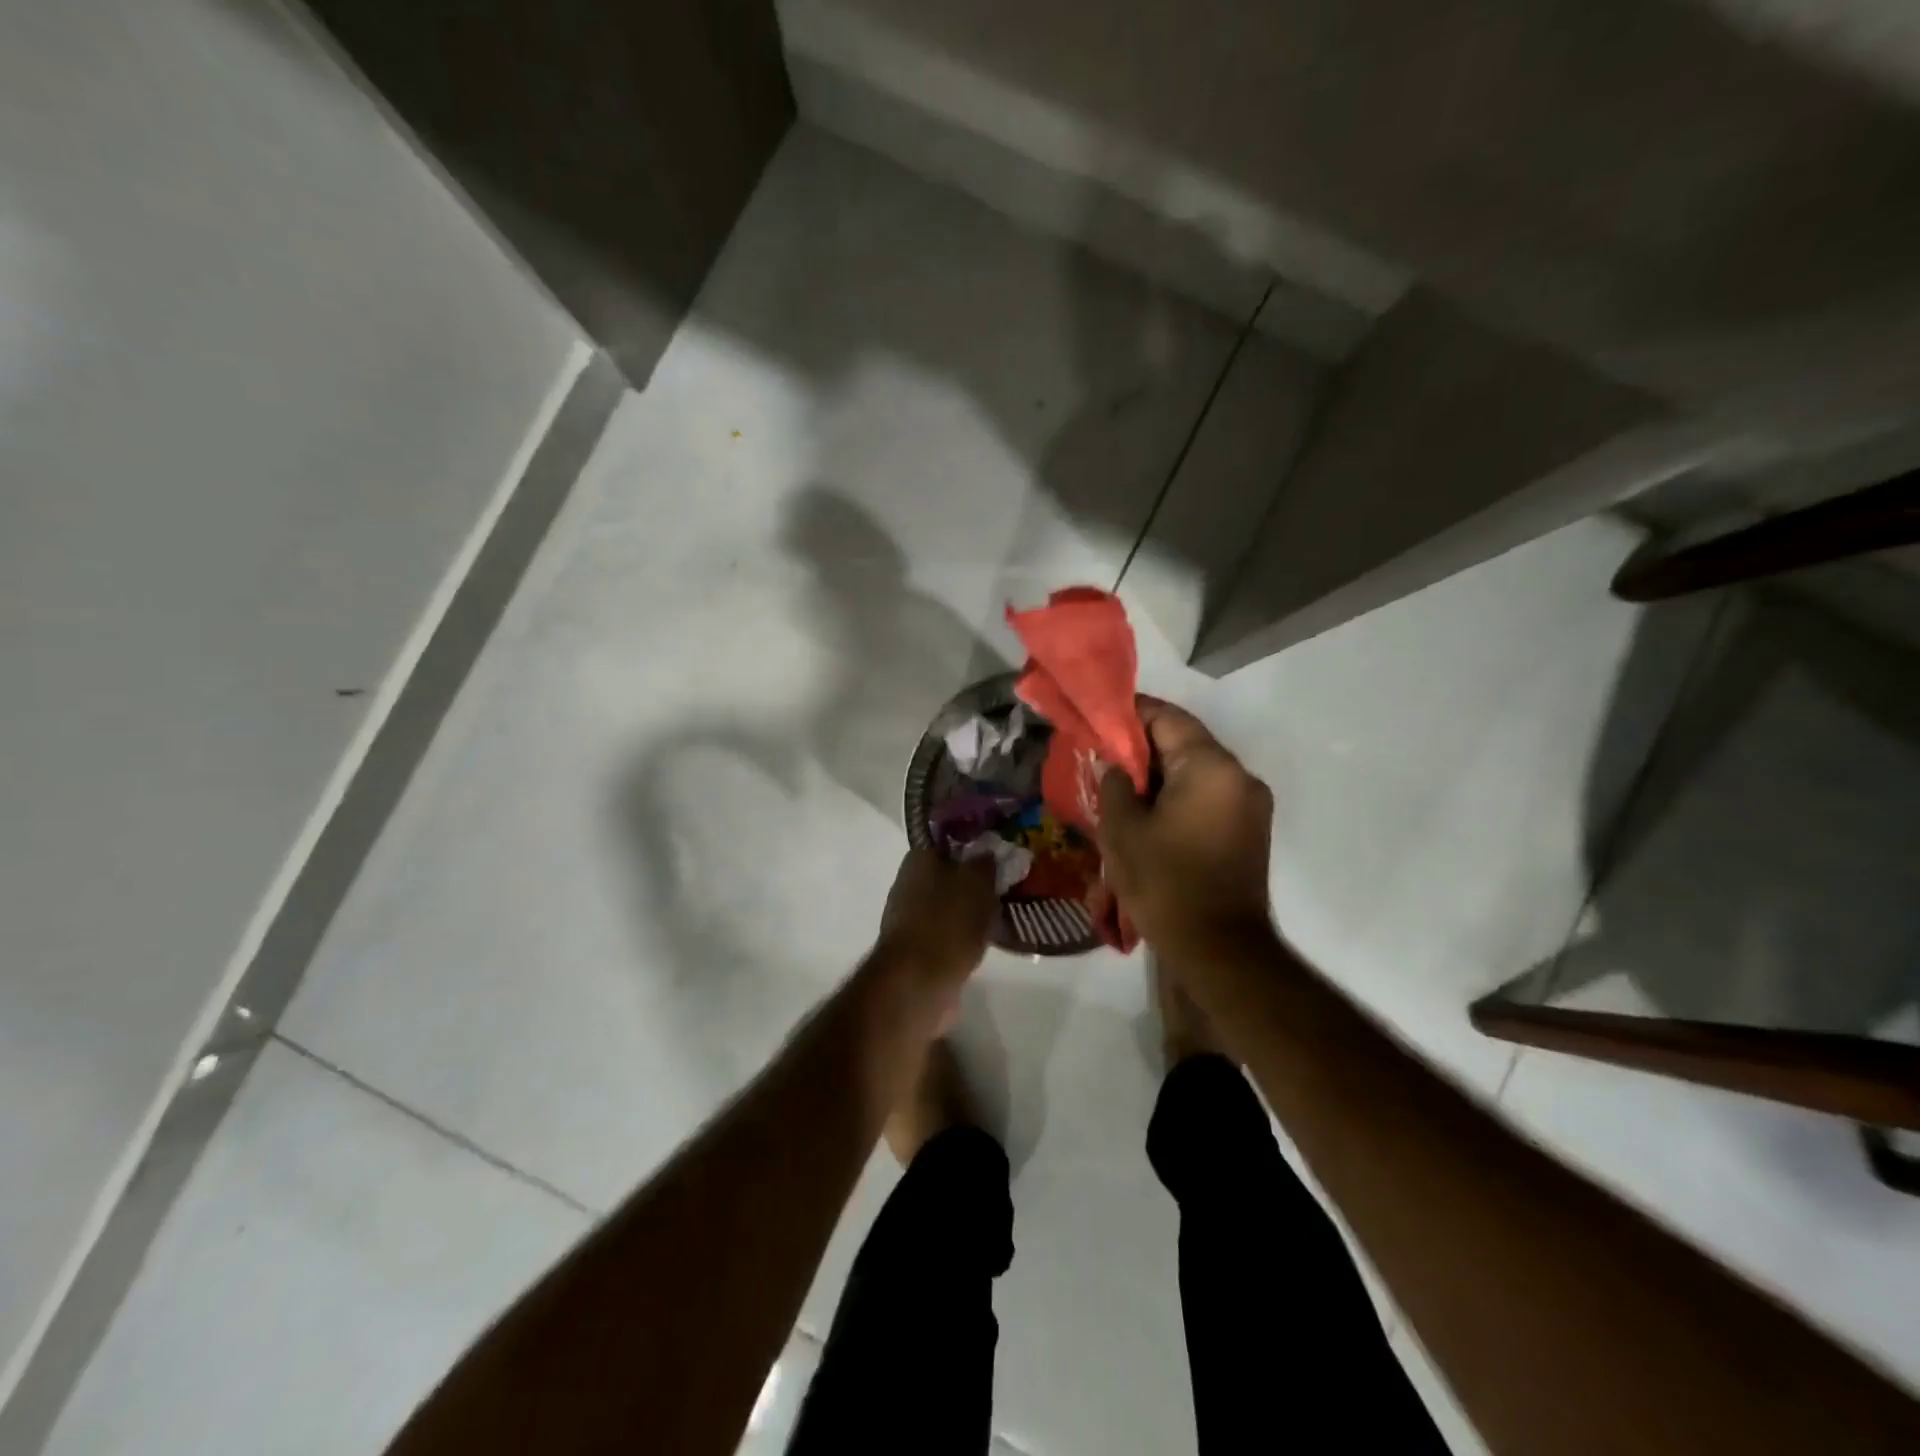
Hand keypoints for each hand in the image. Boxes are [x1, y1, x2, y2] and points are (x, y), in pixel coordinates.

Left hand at [873, 846, 995, 995]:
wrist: (918, 981)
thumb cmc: (948, 921)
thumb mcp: (977, 882)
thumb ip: (985, 863)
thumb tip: (987, 853)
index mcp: (919, 858)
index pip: (950, 842)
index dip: (976, 847)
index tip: (1000, 857)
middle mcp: (909, 882)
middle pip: (950, 874)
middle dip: (975, 882)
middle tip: (1005, 888)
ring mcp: (910, 916)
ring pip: (950, 904)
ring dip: (971, 910)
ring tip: (1001, 916)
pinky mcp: (916, 947)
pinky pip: (947, 931)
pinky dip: (964, 935)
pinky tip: (986, 941)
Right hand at [1096, 698, 1275, 957]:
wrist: (1221, 950)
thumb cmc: (1166, 884)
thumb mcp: (1123, 831)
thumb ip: (1113, 784)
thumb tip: (1112, 763)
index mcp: (1211, 767)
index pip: (1167, 718)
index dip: (1129, 714)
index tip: (1098, 720)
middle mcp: (1239, 776)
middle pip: (1185, 742)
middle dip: (1142, 746)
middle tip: (1103, 757)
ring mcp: (1250, 803)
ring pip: (1197, 769)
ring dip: (1160, 772)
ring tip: (1121, 786)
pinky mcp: (1250, 829)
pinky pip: (1209, 794)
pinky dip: (1179, 793)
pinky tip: (1148, 811)